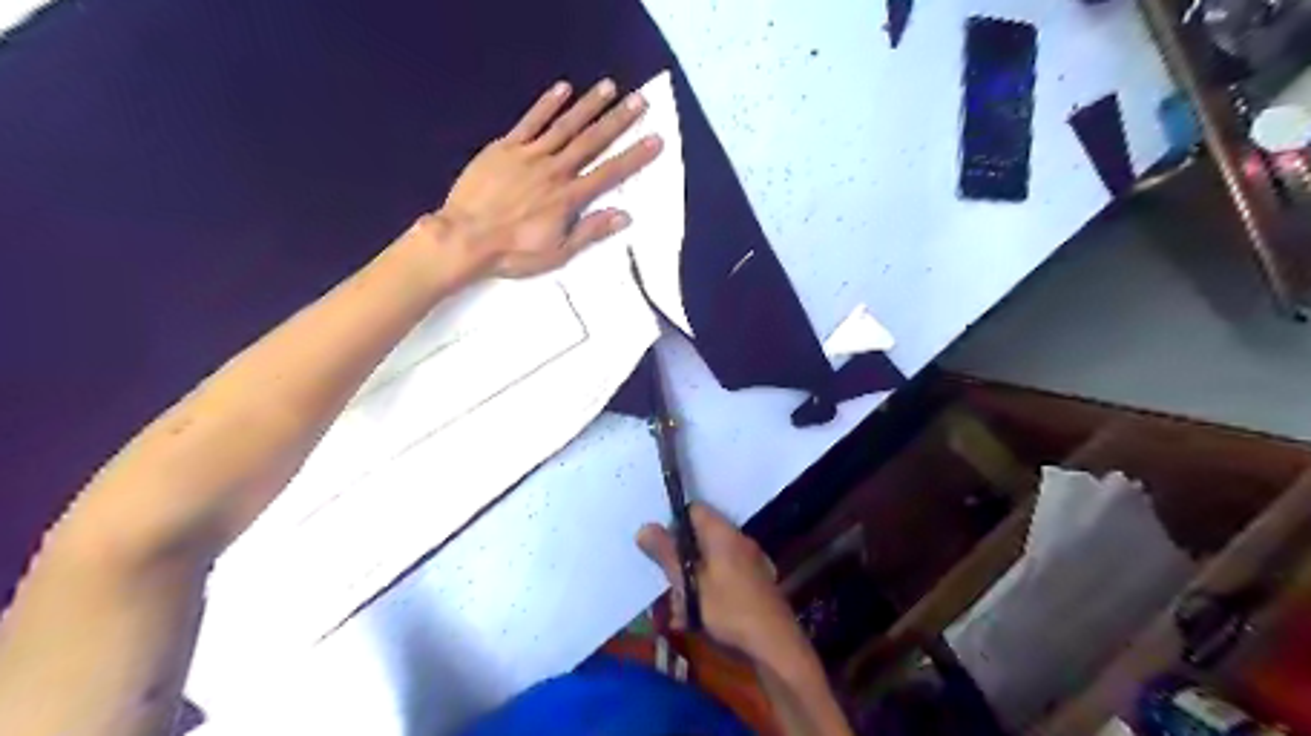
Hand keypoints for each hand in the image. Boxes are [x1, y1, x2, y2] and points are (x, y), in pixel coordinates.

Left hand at [431, 78, 659, 279]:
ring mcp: (529, 155)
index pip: (609, 173)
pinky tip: (563, 89)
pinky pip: (530, 121)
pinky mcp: (505, 147)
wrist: (465, 237)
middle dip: (618, 121)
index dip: (634, 156)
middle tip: (639, 100)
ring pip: (565, 126)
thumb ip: (590, 232)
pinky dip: (547, 104)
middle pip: (591, 141)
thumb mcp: (557, 253)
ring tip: (609, 87)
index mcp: (568, 198)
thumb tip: (624, 216)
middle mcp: (554, 170)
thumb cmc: (513, 252)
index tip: (654, 139)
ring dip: (589, 105)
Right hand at [636, 503, 799, 664]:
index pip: (694, 510)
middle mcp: (739, 540)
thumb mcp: (689, 584)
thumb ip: (667, 554)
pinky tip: (699, 619)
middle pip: (701, 538)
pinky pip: (725, 577)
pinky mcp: (756, 583)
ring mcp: (751, 561)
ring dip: (693, 581)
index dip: (674, 523)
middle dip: (681, 560)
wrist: (775, 645)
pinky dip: (709, 591)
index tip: (660, 546)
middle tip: (669, 584)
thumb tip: (644, 527)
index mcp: (723, 533)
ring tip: (680, 610)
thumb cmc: (729, 609)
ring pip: (711, 561)